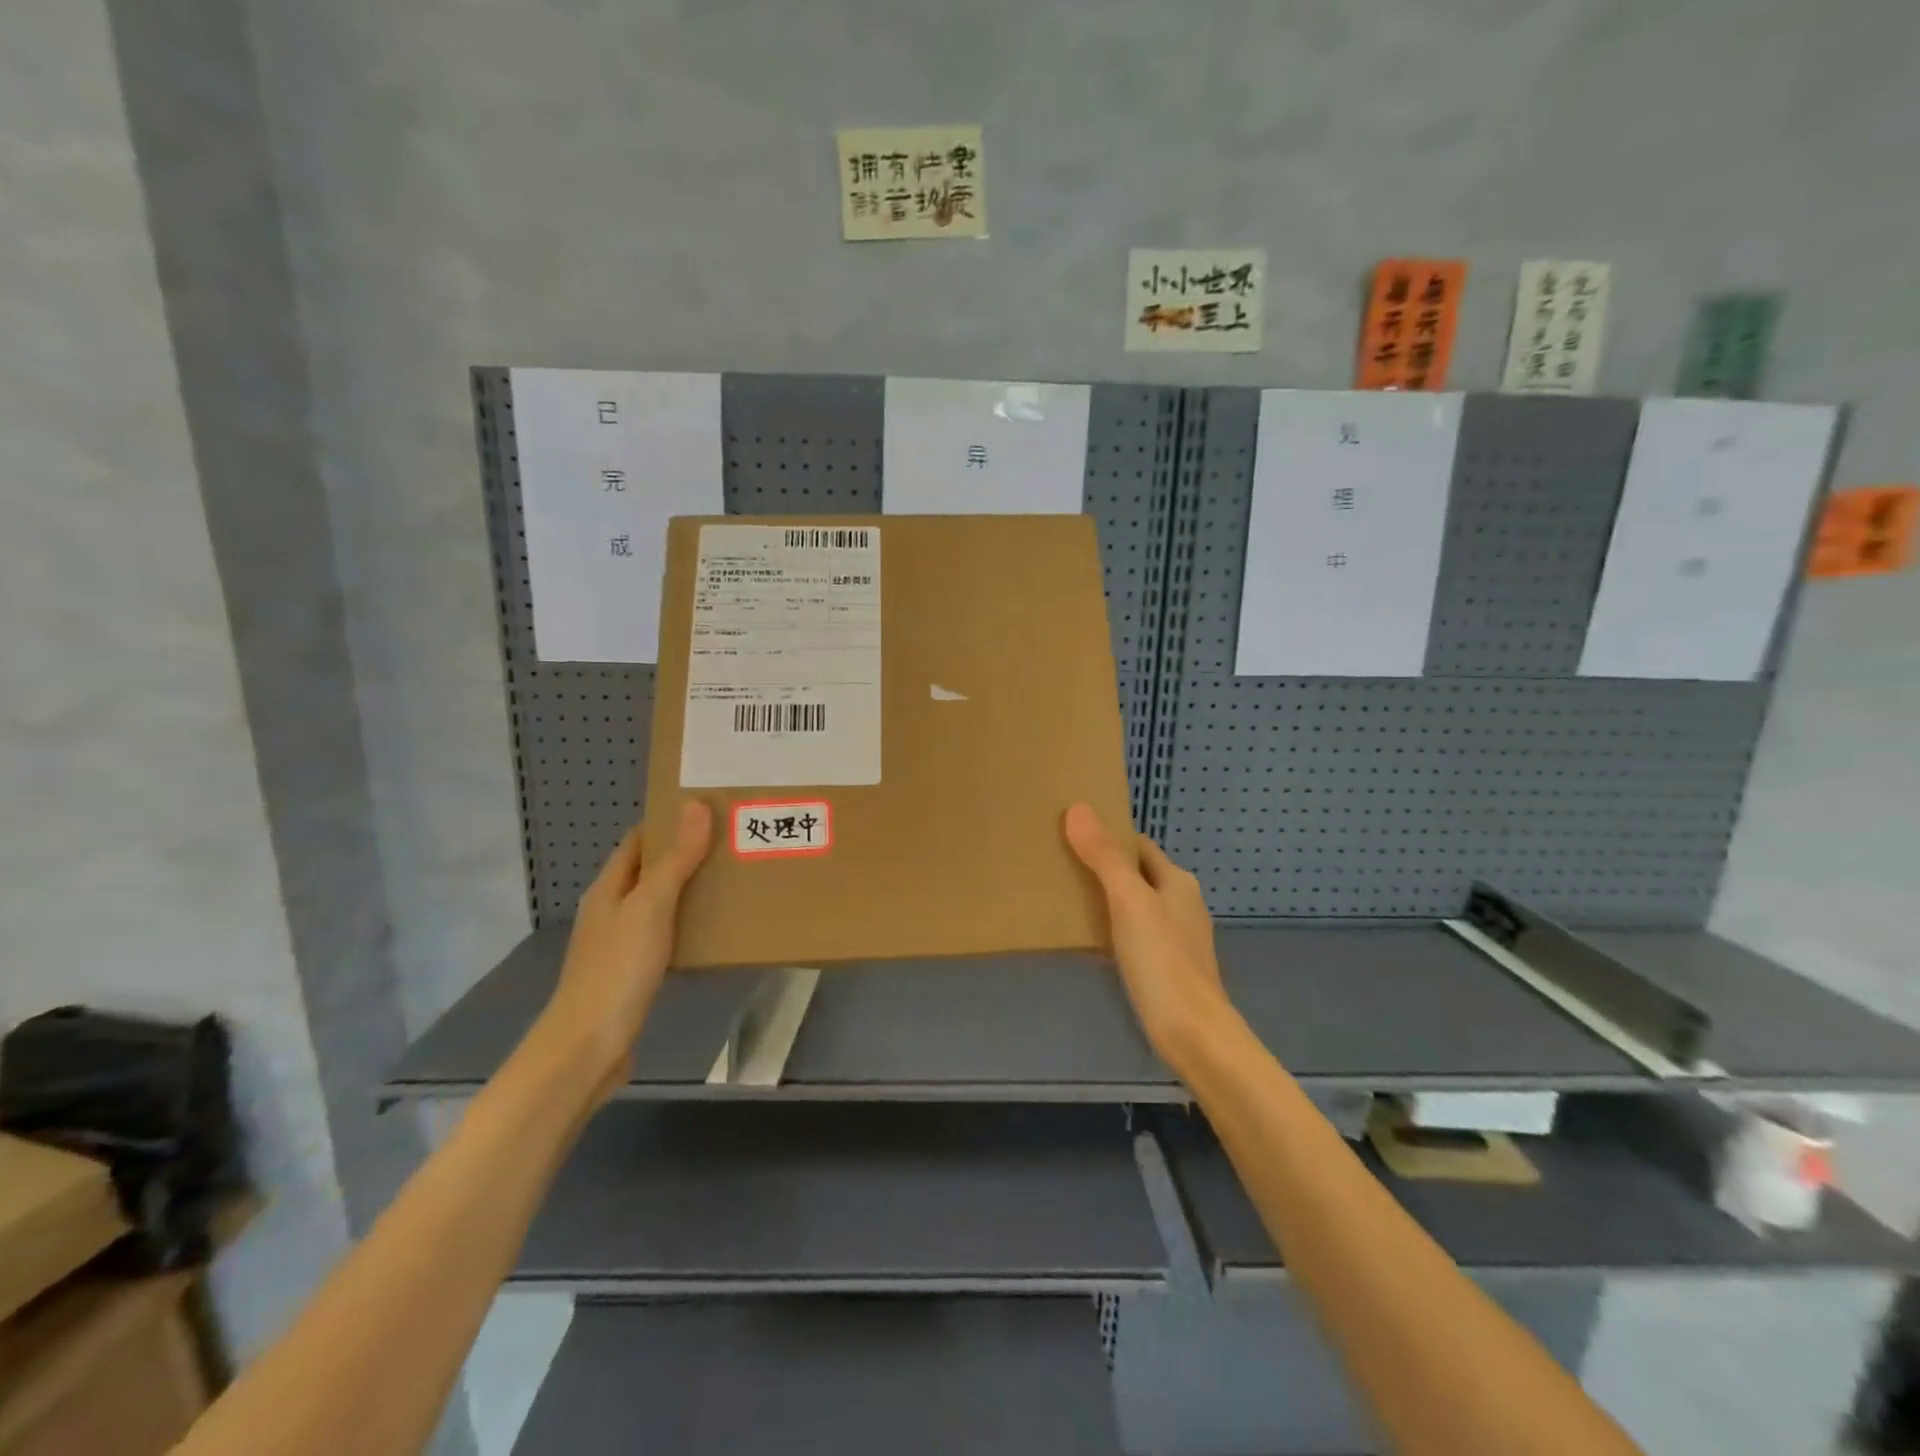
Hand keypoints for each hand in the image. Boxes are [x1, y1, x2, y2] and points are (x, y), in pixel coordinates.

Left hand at [539, 800, 713, 1100]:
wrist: (589, 1048)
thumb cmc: (618, 969)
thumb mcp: (651, 907)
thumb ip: (676, 859)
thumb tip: (696, 805)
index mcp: (609, 888)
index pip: (639, 841)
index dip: (670, 822)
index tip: (711, 810)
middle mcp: (611, 910)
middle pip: (650, 870)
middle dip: (687, 854)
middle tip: (733, 843)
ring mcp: (620, 944)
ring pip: (659, 904)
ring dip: (690, 890)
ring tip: (734, 879)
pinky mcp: (633, 973)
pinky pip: (666, 935)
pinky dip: (688, 924)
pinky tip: (715, 930)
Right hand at [1064, 803, 1235, 1077]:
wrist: (1194, 1035)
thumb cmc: (1163, 961)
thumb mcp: (1129, 902)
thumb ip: (1105, 857)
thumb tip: (1078, 808)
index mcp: (1176, 880)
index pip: (1138, 844)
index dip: (1107, 835)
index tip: (1069, 832)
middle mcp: (1180, 903)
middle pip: (1136, 873)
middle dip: (1102, 865)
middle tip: (1058, 862)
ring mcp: (1175, 936)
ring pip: (1134, 904)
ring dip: (1105, 897)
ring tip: (1063, 895)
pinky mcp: (1165, 966)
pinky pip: (1133, 933)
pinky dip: (1111, 927)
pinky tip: (1088, 938)